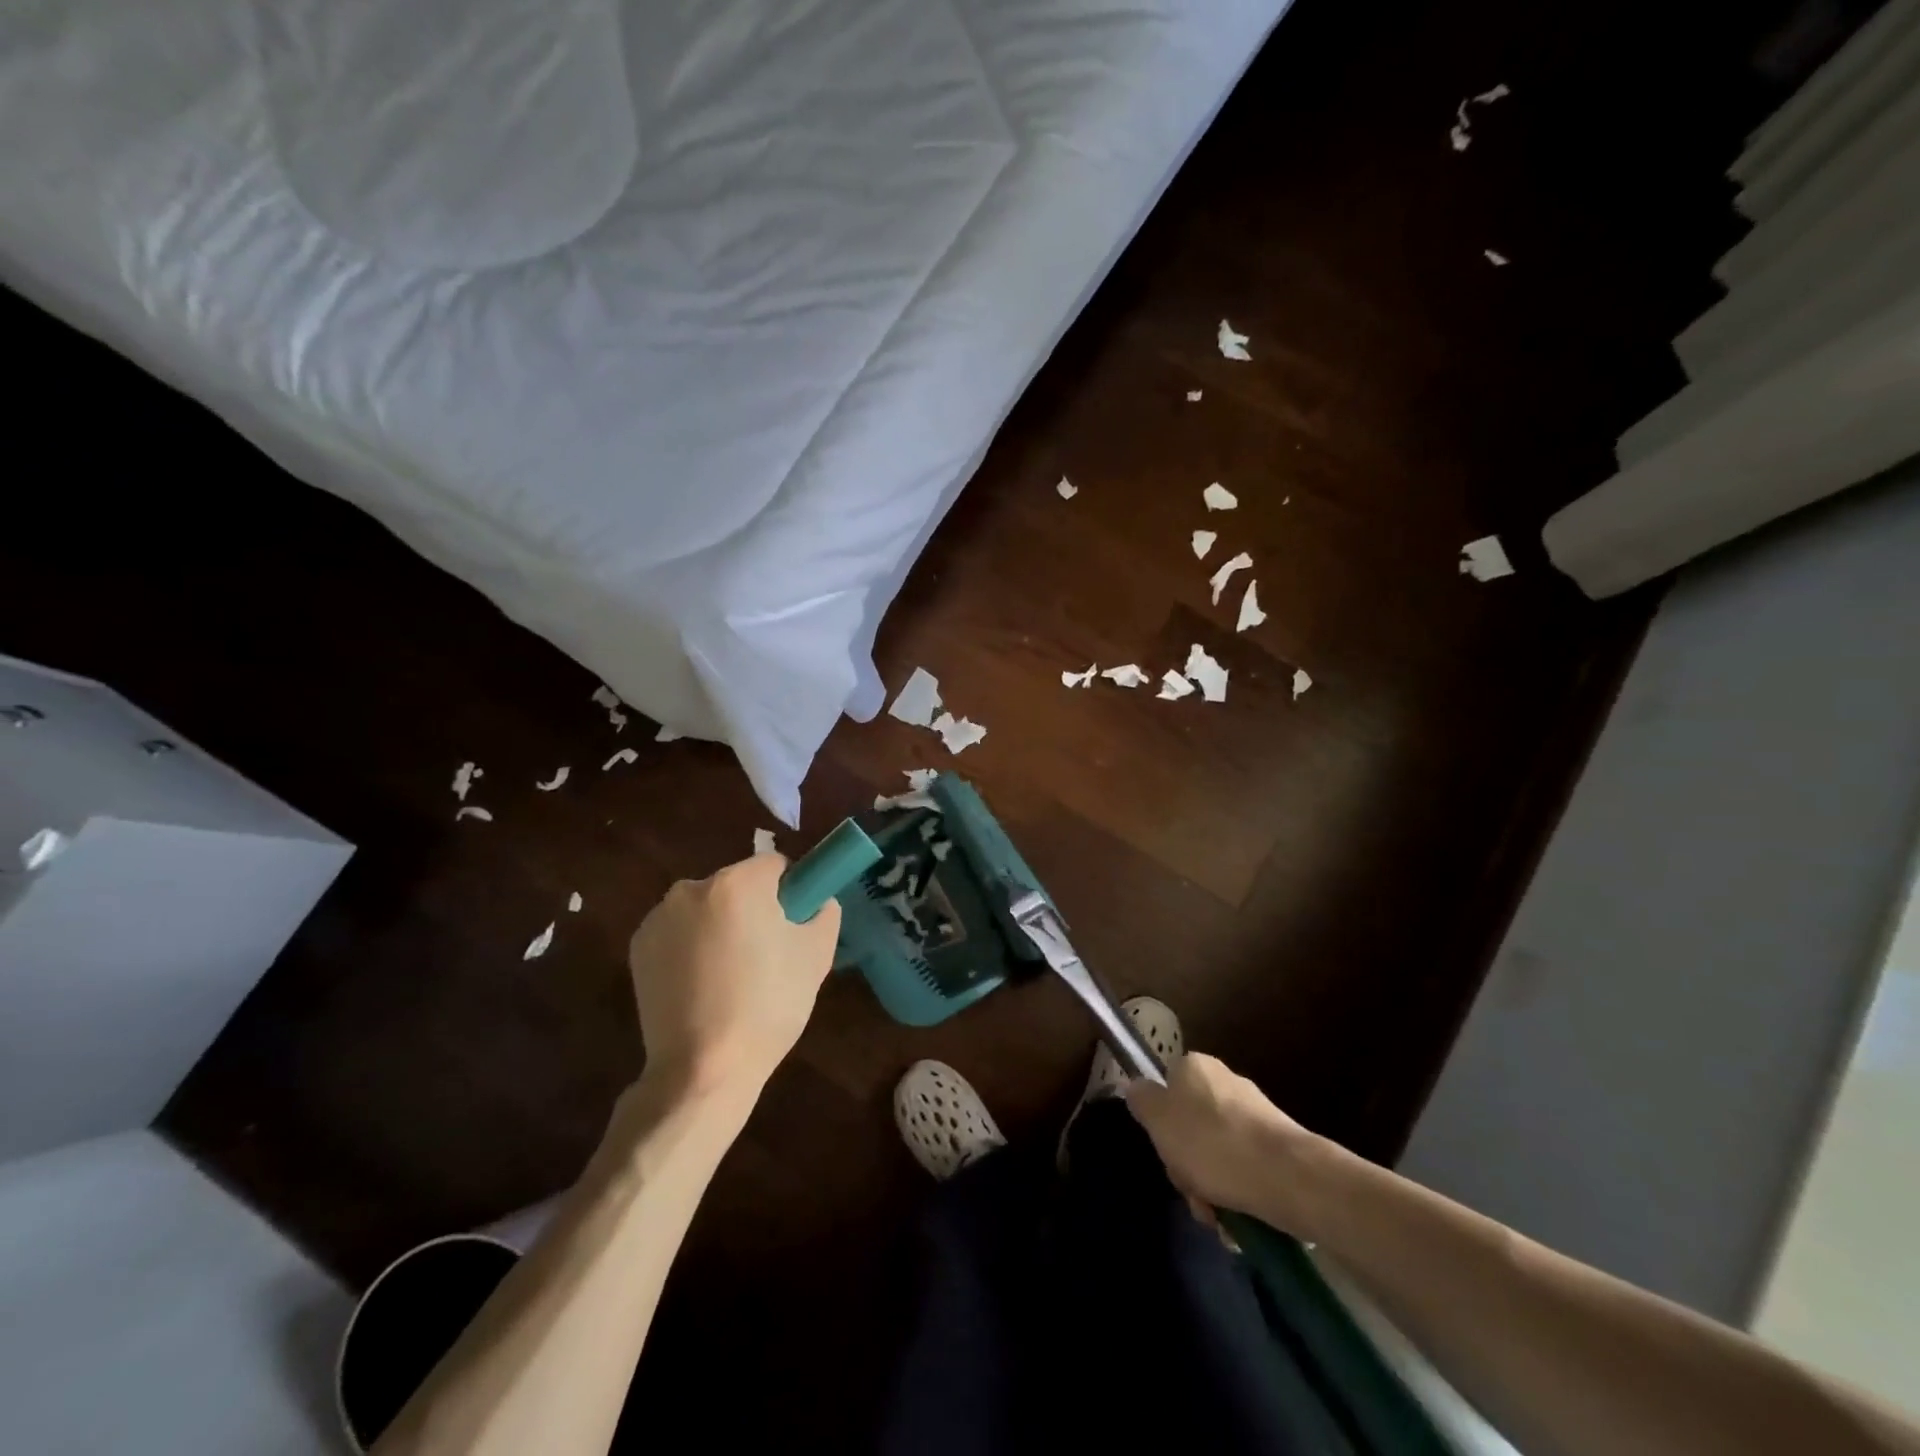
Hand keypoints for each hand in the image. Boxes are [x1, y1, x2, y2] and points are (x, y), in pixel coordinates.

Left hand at [627, 854, 841, 1097]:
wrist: (702, 1069)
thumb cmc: (768, 1006)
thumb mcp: (816, 955)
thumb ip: (824, 912)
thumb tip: (817, 902)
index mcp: (737, 883)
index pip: (775, 865)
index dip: (791, 891)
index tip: (794, 925)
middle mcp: (691, 888)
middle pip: (738, 885)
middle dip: (753, 909)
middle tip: (767, 956)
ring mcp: (659, 918)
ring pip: (707, 909)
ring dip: (721, 927)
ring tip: (732, 978)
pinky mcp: (638, 948)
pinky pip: (679, 933)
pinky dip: (692, 948)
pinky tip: (702, 987)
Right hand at [1125, 1053, 1317, 1231]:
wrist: (1287, 1177)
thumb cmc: (1211, 1142)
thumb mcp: (1158, 1119)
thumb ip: (1141, 1100)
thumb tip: (1135, 1087)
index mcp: (1195, 1066)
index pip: (1166, 1089)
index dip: (1161, 1124)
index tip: (1165, 1151)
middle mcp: (1226, 1082)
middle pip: (1190, 1126)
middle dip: (1187, 1165)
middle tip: (1191, 1190)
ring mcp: (1256, 1114)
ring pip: (1217, 1154)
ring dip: (1211, 1187)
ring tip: (1217, 1216)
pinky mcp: (1279, 1147)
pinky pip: (1245, 1170)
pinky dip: (1237, 1194)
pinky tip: (1237, 1220)